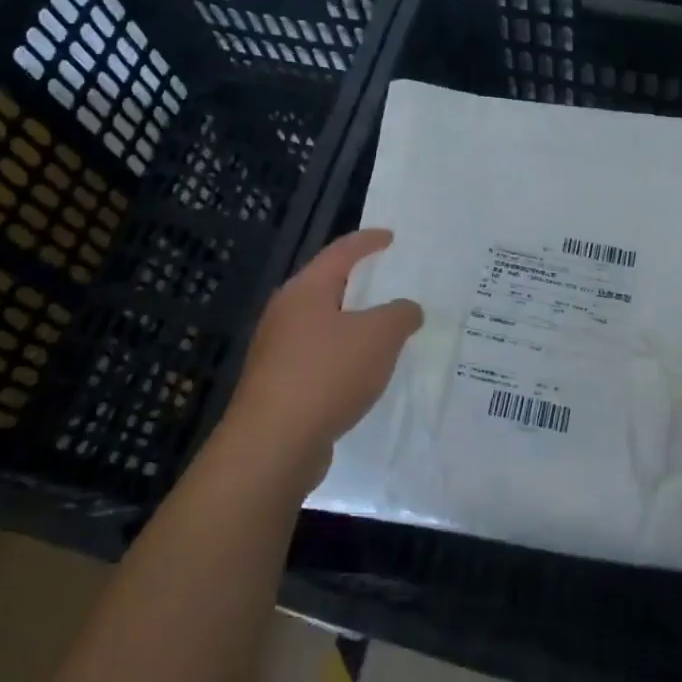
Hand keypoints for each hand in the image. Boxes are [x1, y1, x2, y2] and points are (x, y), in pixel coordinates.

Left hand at [219, 229, 422, 488]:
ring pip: (323, 326)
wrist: (274, 444)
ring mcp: (277, 351)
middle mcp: (285, 314)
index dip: (368, 242)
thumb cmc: (327, 374)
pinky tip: (363, 374)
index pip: (340, 252)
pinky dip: (343, 357)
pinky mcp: (279, 385)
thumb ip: (400, 315)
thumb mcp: (379, 337)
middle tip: (390, 282)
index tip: (390, 237)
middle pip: (327, 287)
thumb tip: (407, 309)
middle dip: (359, 284)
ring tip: (385, 331)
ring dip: (353, 325)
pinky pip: (319, 359)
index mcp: (305, 290)